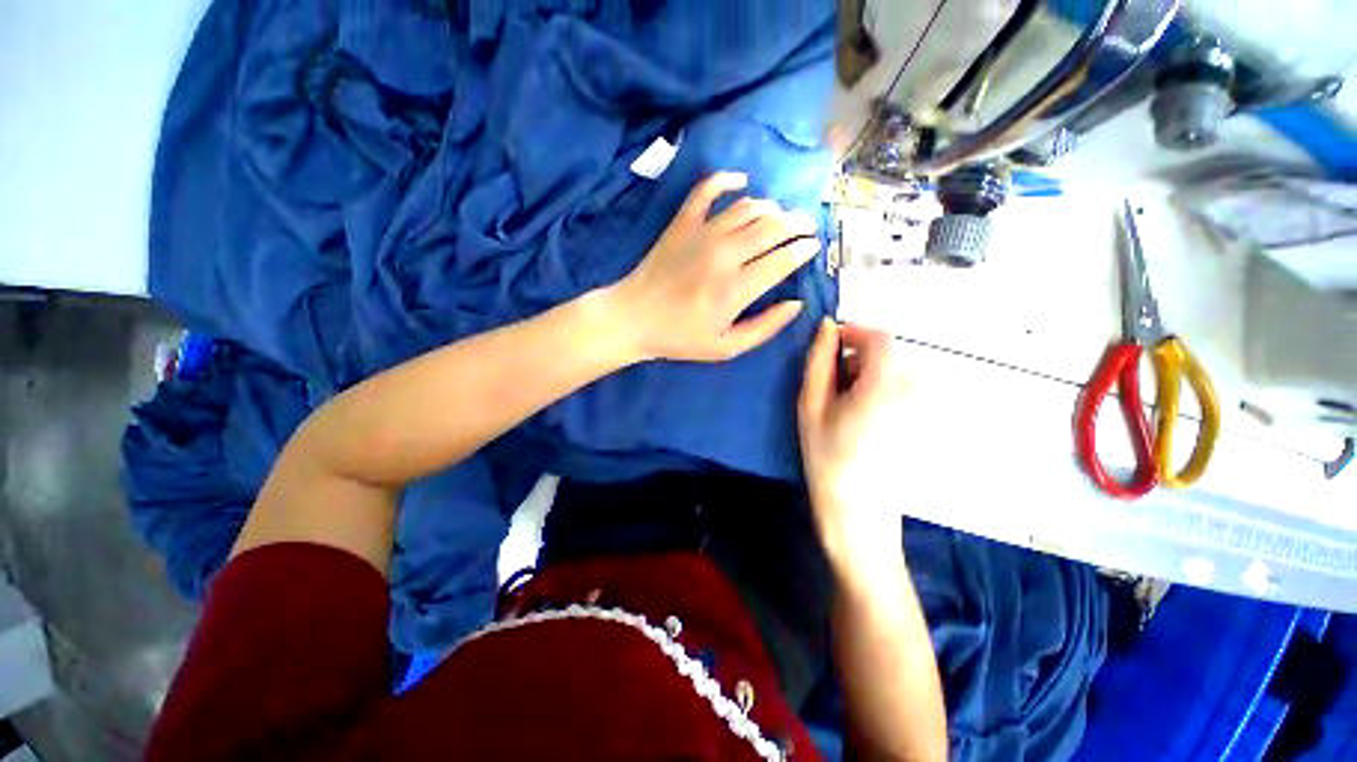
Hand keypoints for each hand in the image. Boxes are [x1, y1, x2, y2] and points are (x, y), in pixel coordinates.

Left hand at [608, 172, 819, 362]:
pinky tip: (742, 181)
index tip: (813, 247)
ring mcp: (702, 233)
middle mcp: (725, 253)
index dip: (804, 250)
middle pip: (773, 227)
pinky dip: (727, 179)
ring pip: (748, 207)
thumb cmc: (681, 338)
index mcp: (737, 288)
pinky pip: (707, 189)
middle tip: (806, 227)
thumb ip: (765, 327)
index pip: (783, 259)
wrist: (634, 318)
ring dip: (772, 207)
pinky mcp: (682, 222)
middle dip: (798, 224)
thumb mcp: (726, 347)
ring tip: (781, 216)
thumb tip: (796, 303)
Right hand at [798, 319, 909, 579]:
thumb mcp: (811, 405)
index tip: (827, 345)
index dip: (852, 332)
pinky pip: (898, 390)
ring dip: (863, 377)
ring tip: (840, 408)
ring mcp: (922, 407)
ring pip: (890, 372)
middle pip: (885, 355)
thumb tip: (825, 327)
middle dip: (854, 359)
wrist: (857, 513)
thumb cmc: (827, 457)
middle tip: (827, 388)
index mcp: (885, 384)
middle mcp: (913, 390)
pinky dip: (876, 391)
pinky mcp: (922, 421)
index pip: (878, 336)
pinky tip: (859, 420)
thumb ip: (818, 361)